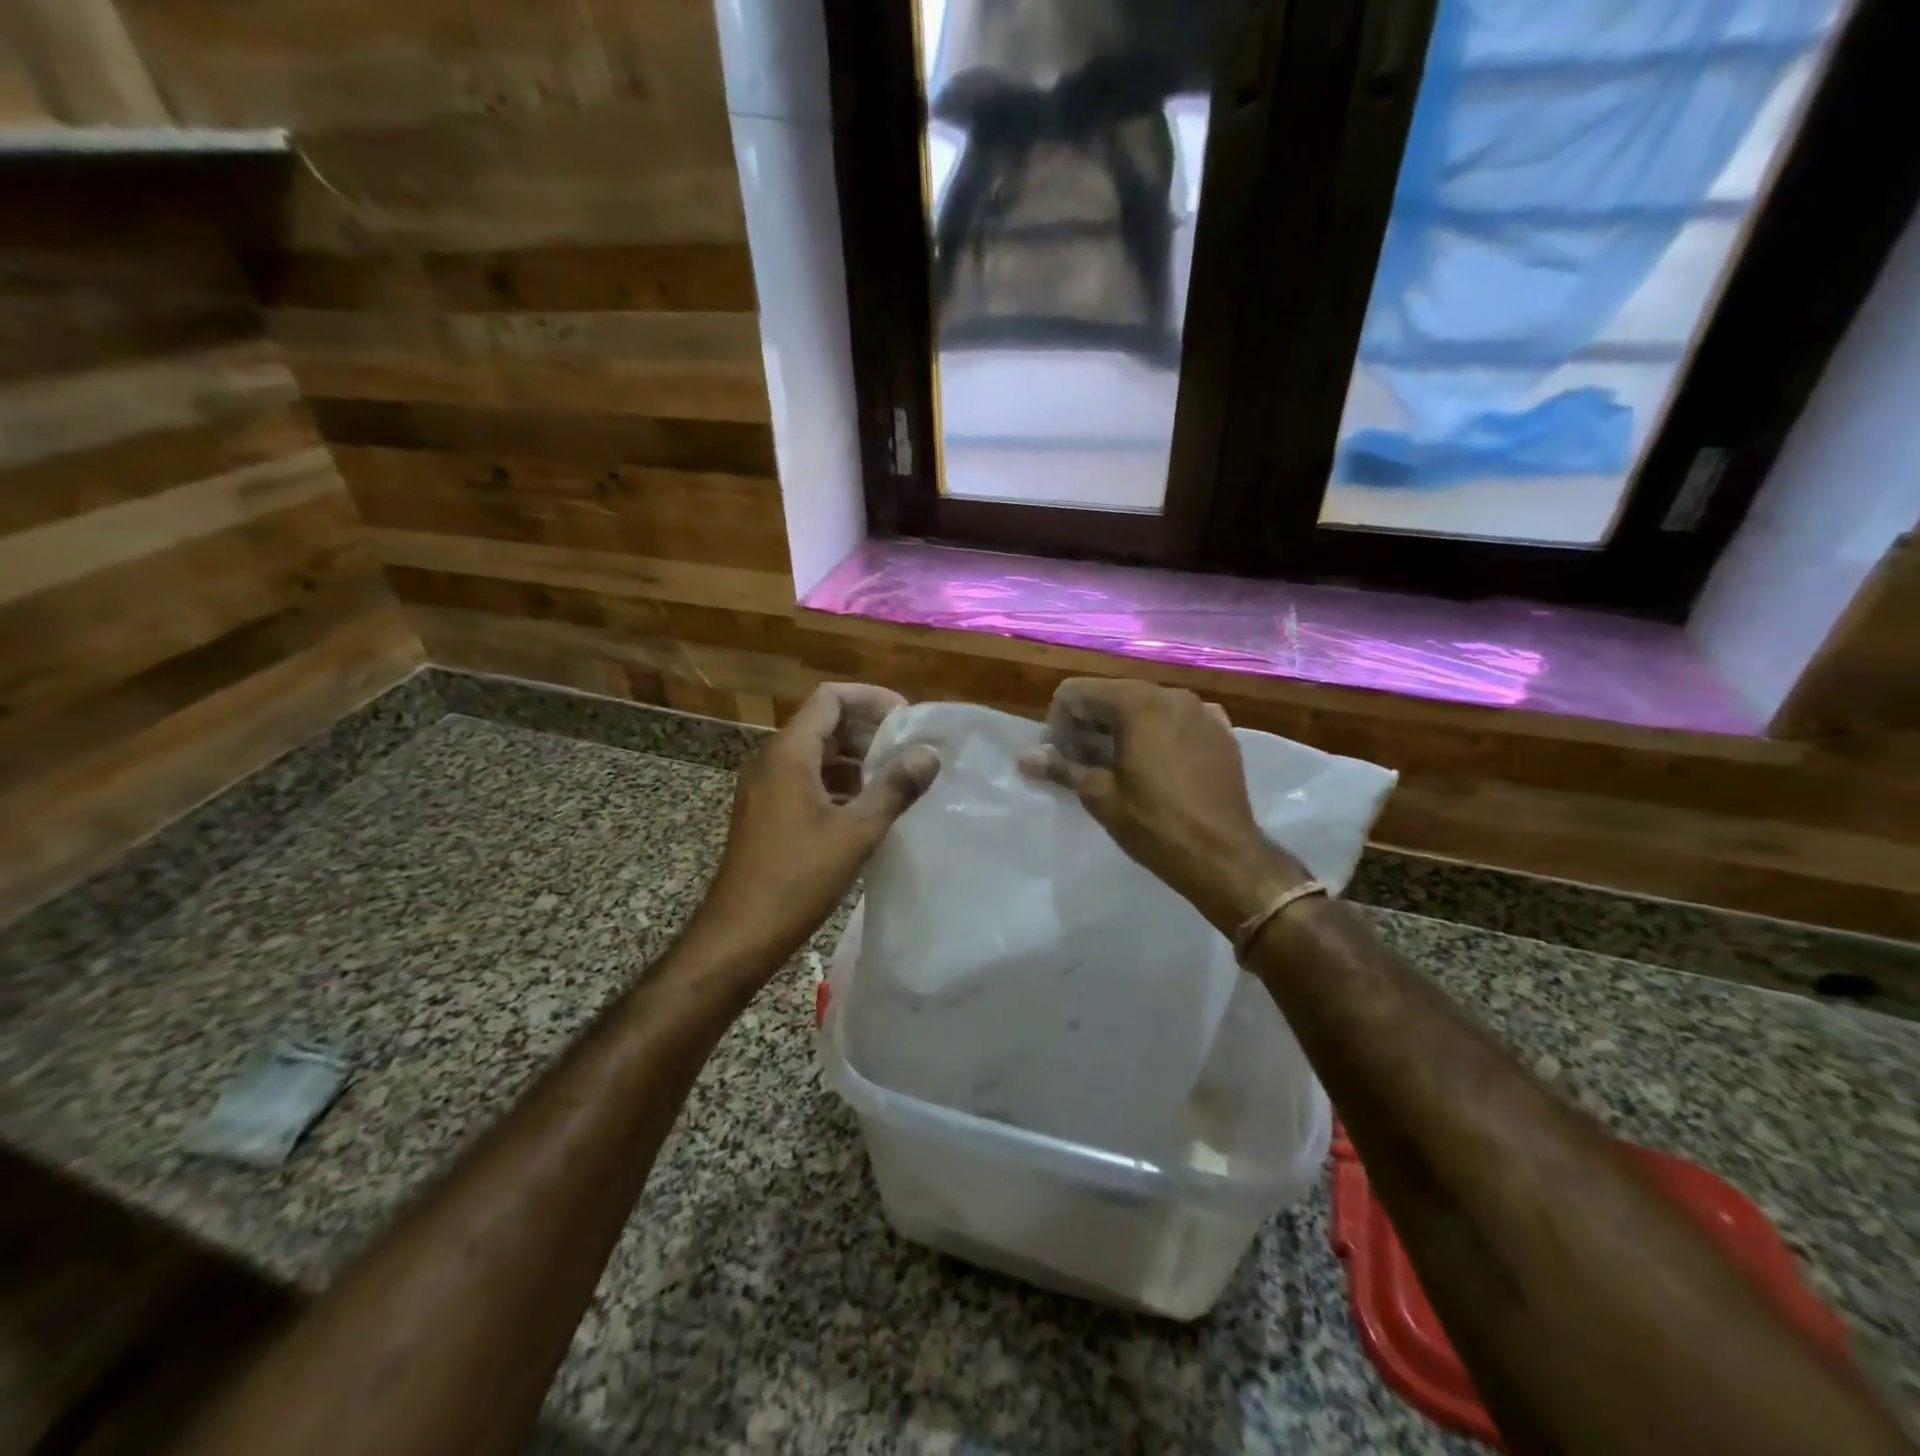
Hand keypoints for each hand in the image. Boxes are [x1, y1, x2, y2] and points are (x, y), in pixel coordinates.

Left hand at [693, 683, 940, 967]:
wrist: (739, 934)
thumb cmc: (797, 878)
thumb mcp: (856, 832)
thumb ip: (895, 788)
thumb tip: (928, 754)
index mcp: (789, 753)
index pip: (830, 697)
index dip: (871, 698)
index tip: (907, 718)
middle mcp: (772, 759)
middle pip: (823, 722)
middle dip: (868, 729)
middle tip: (909, 748)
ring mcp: (765, 786)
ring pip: (816, 753)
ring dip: (855, 758)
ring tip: (895, 777)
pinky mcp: (766, 811)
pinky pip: (806, 778)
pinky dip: (837, 782)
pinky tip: (865, 807)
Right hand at [1018, 678, 1305, 933]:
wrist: (1225, 858)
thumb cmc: (1155, 826)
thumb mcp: (1100, 796)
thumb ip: (1060, 767)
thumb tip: (1024, 756)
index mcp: (1139, 703)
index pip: (1077, 692)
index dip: (1059, 722)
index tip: (1062, 758)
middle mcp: (1172, 695)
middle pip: (1112, 695)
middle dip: (1090, 724)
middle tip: (1084, 765)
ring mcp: (1202, 711)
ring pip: (1145, 706)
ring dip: (1122, 729)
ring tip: (1119, 768)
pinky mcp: (1222, 732)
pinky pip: (1177, 721)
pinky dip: (1158, 735)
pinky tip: (1158, 768)